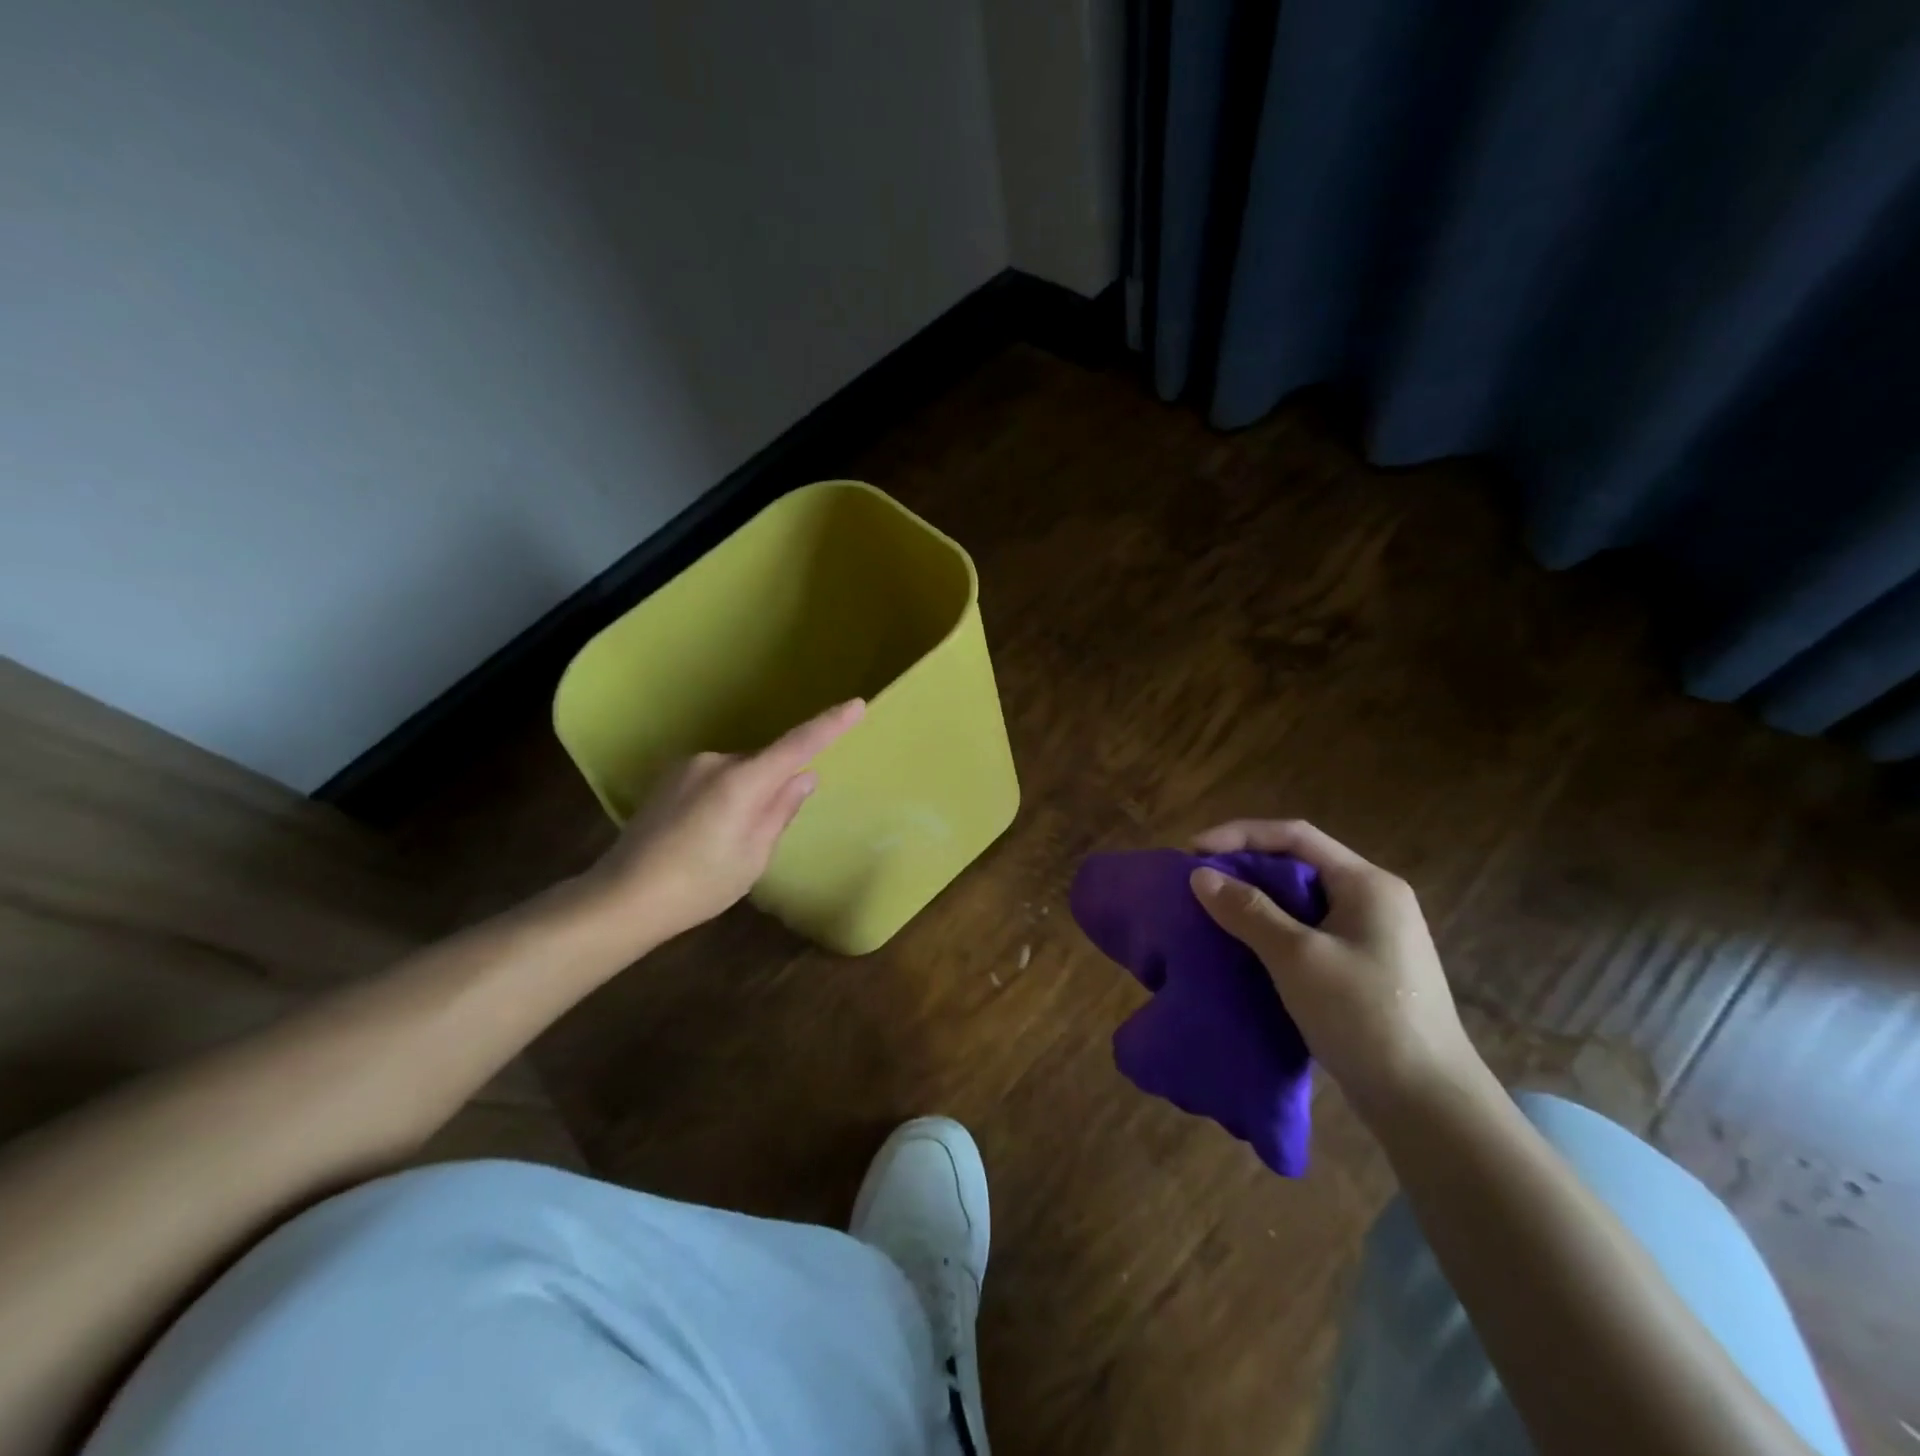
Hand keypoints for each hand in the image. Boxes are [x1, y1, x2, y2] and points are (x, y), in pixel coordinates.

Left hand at [578, 699, 865, 945]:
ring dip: (744, 797)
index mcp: (741, 781)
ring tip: (722, 844)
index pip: (796, 745)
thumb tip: (803, 776)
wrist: (622, 898)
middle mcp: (714, 762)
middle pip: (763, 765)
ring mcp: (687, 768)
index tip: (856, 705)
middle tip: (759, 838)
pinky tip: (701, 836)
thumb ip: (780, 811)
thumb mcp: (753, 856)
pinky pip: (714, 780)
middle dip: (772, 789)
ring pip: (737, 774)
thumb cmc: (698, 884)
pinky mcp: (668, 779)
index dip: (828, 725)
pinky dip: (722, 800)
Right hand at [1187, 819, 1484, 1121]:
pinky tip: (1245, 949)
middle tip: (1199, 881)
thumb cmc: (1365, 1017)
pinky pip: (1309, 933)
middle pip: (1299, 864)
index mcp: (1367, 884)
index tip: (1193, 850)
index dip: (1240, 835)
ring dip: (1257, 901)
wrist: (1429, 1106)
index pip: (1295, 836)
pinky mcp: (1365, 970)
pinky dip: (1273, 932)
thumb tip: (1201, 875)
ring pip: (1302, 901)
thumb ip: (1248, 911)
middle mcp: (1374, 901)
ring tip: (1213, 912)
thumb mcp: (1298, 958)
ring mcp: (1373, 937)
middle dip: (1246, 867)